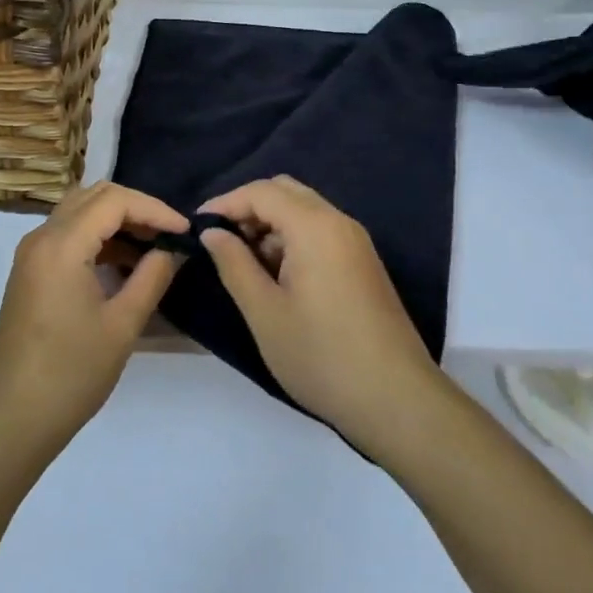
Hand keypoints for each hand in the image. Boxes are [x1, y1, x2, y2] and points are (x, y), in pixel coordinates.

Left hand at [0, 182, 187, 461]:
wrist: (12, 417)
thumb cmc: (71, 373)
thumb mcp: (123, 325)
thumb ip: (152, 277)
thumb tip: (175, 250)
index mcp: (62, 245)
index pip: (114, 200)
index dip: (155, 209)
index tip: (185, 232)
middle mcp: (41, 238)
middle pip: (94, 196)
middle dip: (136, 208)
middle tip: (169, 235)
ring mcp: (32, 254)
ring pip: (79, 212)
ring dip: (116, 221)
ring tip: (153, 248)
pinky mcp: (30, 271)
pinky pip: (67, 235)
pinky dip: (98, 238)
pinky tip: (124, 264)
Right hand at [199, 176, 446, 452]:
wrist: (396, 400)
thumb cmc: (321, 356)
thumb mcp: (264, 312)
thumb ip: (233, 264)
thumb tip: (213, 233)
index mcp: (315, 227)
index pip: (262, 192)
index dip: (225, 203)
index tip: (195, 226)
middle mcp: (339, 222)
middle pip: (285, 192)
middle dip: (248, 208)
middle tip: (219, 241)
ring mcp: (355, 242)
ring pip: (304, 211)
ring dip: (270, 224)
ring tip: (242, 262)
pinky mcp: (363, 264)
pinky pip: (320, 232)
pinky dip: (291, 239)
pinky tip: (274, 275)